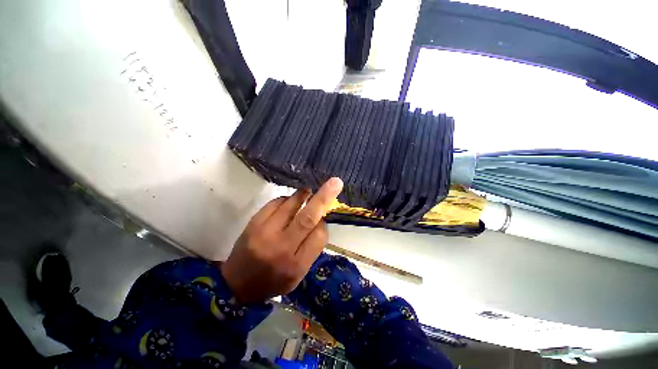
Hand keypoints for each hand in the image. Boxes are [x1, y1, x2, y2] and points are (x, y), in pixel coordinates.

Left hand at [221, 177, 343, 303]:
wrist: (236, 285)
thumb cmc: (272, 281)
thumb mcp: (298, 275)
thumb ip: (311, 249)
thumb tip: (320, 221)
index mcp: (296, 265)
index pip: (319, 235)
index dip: (324, 223)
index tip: (322, 220)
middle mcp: (282, 248)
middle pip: (307, 218)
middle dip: (323, 198)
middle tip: (334, 183)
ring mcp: (265, 233)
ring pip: (291, 206)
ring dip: (303, 195)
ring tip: (308, 191)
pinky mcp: (253, 223)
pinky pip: (275, 203)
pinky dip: (286, 199)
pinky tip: (288, 202)